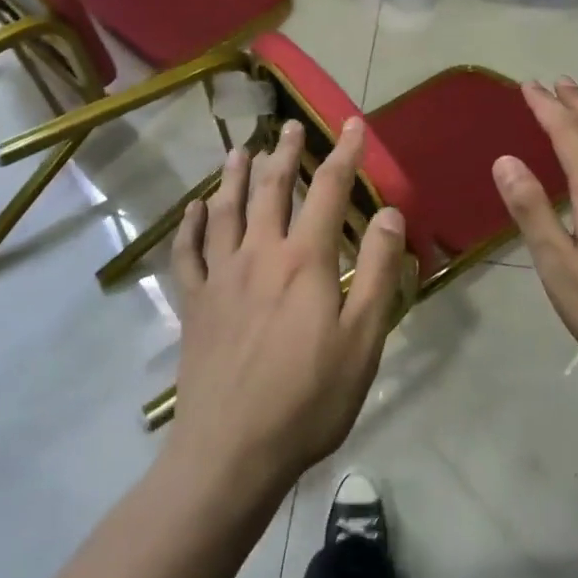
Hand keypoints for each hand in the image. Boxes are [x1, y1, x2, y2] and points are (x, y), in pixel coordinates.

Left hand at [168, 118, 407, 489]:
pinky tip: (193, 210)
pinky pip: (188, 253)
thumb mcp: (362, 340)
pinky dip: (190, 226)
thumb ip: (376, 272)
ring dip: (234, 176)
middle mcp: (259, 254)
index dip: (344, 154)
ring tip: (240, 150)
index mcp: (304, 261)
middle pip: (272, 189)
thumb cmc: (308, 399)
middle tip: (290, 126)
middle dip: (285, 154)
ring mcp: (221, 277)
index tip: (354, 125)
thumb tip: (389, 214)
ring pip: (226, 211)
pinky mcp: (195, 304)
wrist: (232, 451)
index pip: (329, 191)